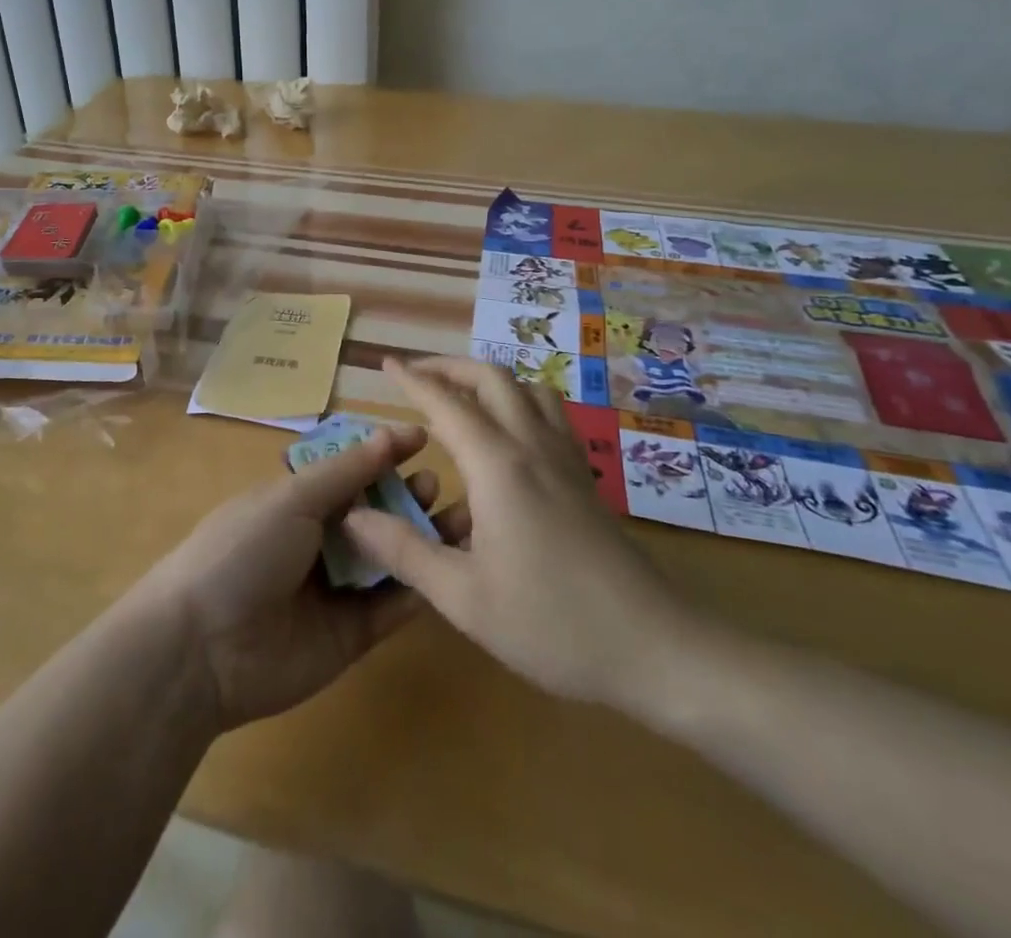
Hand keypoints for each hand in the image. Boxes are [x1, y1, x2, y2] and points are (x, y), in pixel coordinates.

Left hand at [132, 423, 467, 730]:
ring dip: (422, 538)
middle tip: (436, 486)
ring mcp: (336, 588)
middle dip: (407, 496)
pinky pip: (391, 606)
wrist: (203, 647)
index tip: (424, 439)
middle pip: (374, 513)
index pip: (350, 470)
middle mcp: (319, 539)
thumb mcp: (292, 498)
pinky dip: (417, 586)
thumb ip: (347, 470)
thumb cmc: (244, 550)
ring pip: (389, 557)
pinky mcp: (351, 634)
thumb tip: (392, 432)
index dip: (383, 454)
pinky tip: (447, 567)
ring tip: (459, 519)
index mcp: (297, 501)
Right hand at [342, 357, 704, 714]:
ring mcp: (566, 458)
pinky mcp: (586, 477)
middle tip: (417, 375)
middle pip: (492, 378)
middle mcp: (532, 446)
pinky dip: (521, 402)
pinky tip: (510, 436)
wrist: (656, 648)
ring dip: (490, 380)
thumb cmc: (552, 624)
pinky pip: (550, 414)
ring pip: (528, 388)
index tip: (385, 363)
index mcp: (497, 465)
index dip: (413, 379)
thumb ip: (404, 552)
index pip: (446, 402)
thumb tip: (354, 517)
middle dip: (450, 367)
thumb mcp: (464, 598)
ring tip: (462, 398)